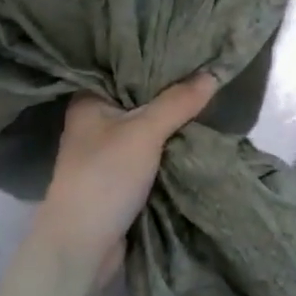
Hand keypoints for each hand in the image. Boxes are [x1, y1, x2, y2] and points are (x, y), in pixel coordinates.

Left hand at [33, 74, 218, 282]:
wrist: (82, 246)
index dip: (156, 59)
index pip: (124, 69)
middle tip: (208, 72)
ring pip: (146, 128)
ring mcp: (105, 152)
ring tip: (209, 98)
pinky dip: (169, 148)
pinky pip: (149, 154)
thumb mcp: (144, 132)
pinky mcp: (118, 178)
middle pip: (138, 99)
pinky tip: (195, 136)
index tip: (190, 49)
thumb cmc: (105, 176)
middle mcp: (93, 122)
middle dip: (170, 93)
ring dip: (172, 123)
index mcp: (88, 101)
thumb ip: (177, 102)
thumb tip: (212, 73)